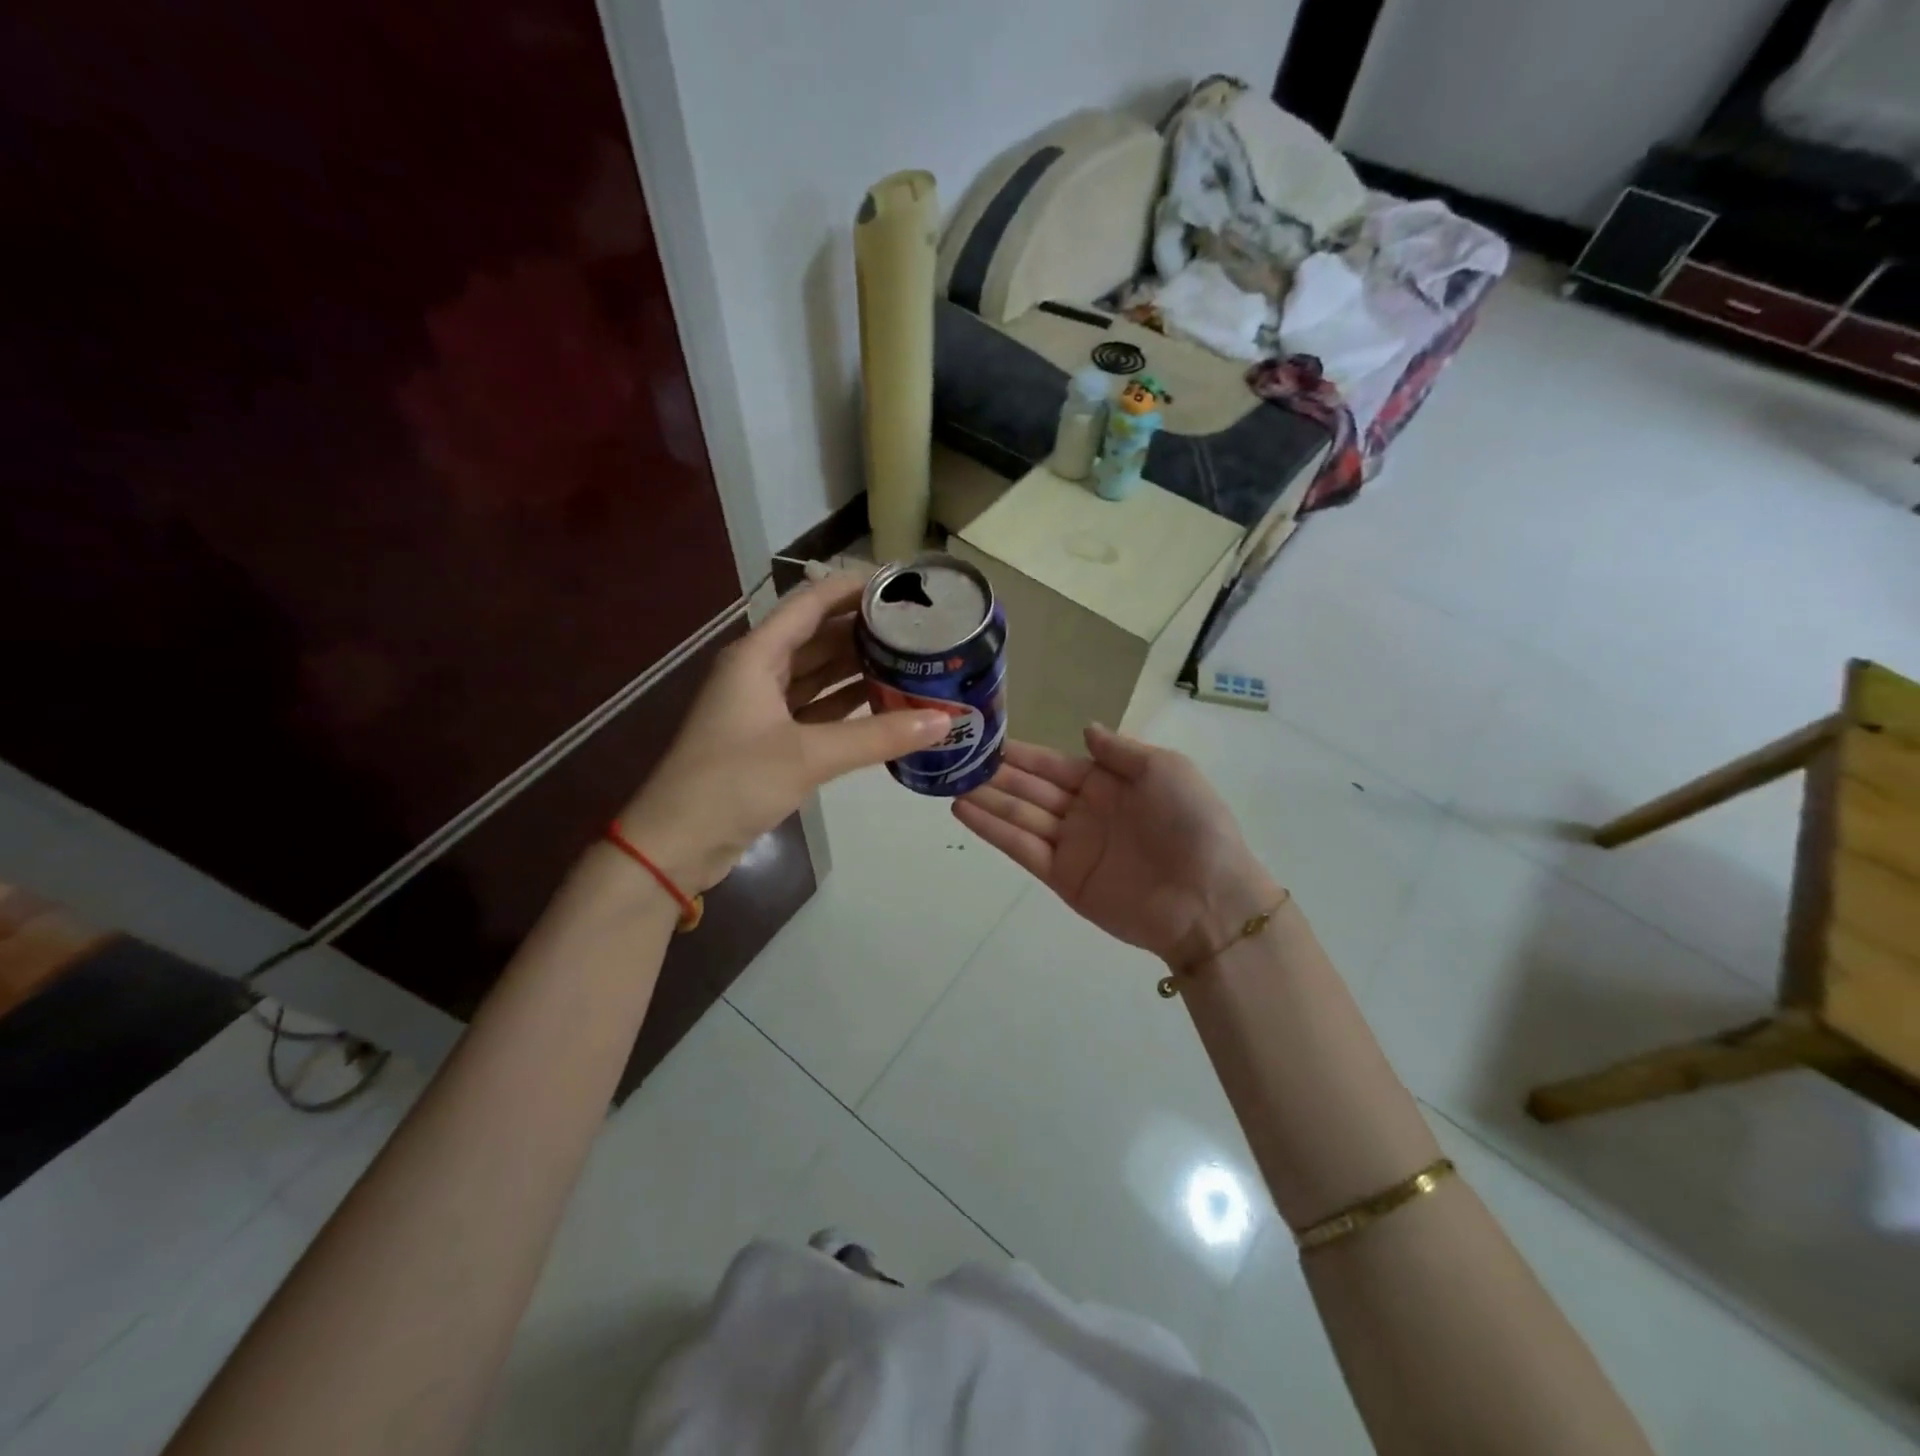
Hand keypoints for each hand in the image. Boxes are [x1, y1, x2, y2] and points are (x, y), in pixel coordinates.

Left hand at [618, 573, 947, 891]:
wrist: (678, 842)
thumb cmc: (734, 782)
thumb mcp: (809, 755)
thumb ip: (877, 736)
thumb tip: (944, 721)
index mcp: (757, 656)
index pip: (810, 604)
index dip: (851, 588)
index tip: (899, 584)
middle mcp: (759, 672)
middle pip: (817, 637)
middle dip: (862, 631)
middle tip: (916, 627)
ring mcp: (762, 707)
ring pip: (817, 675)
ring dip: (857, 668)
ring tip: (909, 660)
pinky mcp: (769, 740)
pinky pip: (815, 709)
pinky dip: (845, 706)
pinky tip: (882, 704)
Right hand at [953, 725, 1282, 966]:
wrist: (1208, 898)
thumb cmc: (1191, 824)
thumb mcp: (1165, 770)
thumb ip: (1119, 751)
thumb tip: (1084, 728)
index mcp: (1108, 783)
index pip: (1053, 764)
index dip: (1021, 753)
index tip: (985, 737)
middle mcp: (1083, 812)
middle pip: (1030, 788)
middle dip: (994, 774)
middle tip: (954, 757)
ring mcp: (1070, 846)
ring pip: (1018, 815)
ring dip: (985, 798)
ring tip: (948, 781)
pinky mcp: (1061, 877)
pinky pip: (1021, 847)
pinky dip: (992, 829)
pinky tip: (963, 810)